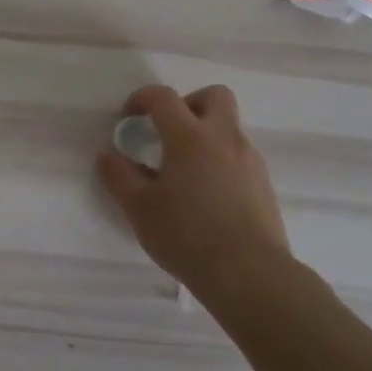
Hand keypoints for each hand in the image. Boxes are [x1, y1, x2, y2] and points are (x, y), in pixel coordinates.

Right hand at [96, 84, 290, 292]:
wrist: (249, 274)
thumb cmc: (186, 235)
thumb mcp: (138, 208)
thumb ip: (118, 175)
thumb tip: (108, 154)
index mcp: (190, 137)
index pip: (164, 97)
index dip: (142, 98)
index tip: (129, 117)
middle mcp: (224, 139)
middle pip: (214, 96)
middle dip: (188, 103)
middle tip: (168, 131)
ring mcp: (250, 160)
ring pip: (229, 128)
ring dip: (204, 135)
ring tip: (182, 172)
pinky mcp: (264, 184)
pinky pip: (239, 156)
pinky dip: (219, 161)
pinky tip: (204, 195)